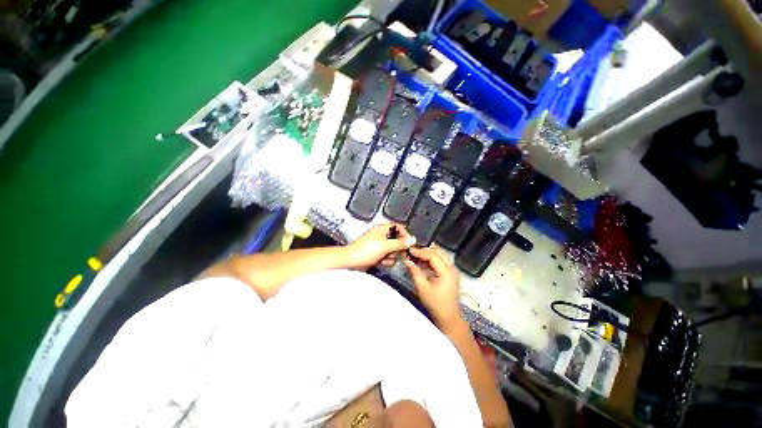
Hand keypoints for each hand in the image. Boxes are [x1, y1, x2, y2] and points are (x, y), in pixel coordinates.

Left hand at [346, 224, 415, 269]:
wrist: (351, 262)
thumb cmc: (365, 250)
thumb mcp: (385, 246)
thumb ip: (400, 243)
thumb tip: (412, 239)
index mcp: (382, 228)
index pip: (398, 227)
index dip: (405, 234)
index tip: (409, 243)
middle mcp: (381, 235)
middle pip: (397, 240)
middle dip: (397, 249)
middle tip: (395, 253)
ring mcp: (379, 245)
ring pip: (393, 250)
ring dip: (391, 256)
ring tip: (385, 259)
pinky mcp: (376, 254)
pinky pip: (387, 256)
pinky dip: (386, 260)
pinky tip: (381, 262)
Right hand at [404, 246, 463, 330]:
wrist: (449, 317)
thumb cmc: (435, 304)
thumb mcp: (422, 288)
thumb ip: (415, 272)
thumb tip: (407, 261)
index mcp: (446, 271)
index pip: (433, 255)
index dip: (420, 252)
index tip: (410, 250)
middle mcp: (452, 268)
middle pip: (438, 252)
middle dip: (425, 250)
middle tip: (413, 251)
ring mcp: (453, 270)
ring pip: (440, 255)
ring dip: (429, 253)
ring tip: (416, 255)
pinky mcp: (451, 273)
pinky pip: (442, 260)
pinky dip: (432, 259)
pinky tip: (423, 262)